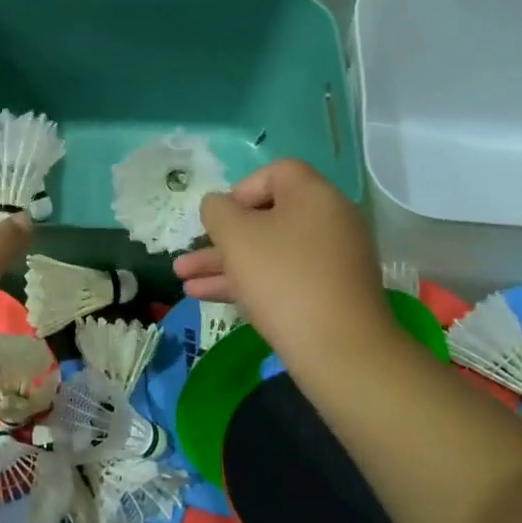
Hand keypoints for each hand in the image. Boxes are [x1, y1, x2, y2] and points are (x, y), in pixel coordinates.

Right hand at [173, 159, 393, 373]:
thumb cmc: (282, 278)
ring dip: (224, 264)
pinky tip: (205, 296)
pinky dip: (248, 282)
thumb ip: (217, 211)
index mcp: (315, 196)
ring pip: (269, 252)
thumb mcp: (236, 236)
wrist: (338, 349)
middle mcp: (329, 222)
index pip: (276, 173)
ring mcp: (331, 261)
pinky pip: (282, 278)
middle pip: (267, 218)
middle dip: (220, 238)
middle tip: (190, 253)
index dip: (240, 190)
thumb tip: (218, 206)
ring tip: (183, 279)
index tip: (220, 217)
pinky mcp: (328, 295)